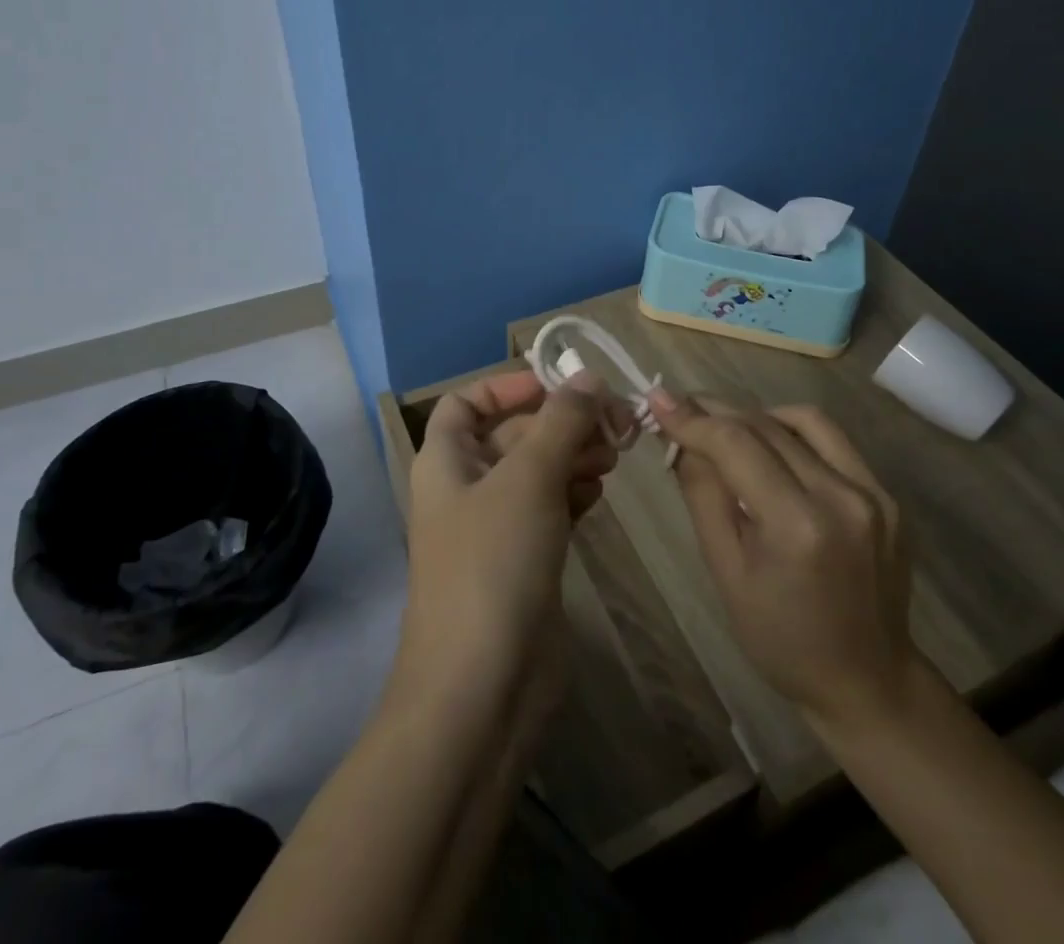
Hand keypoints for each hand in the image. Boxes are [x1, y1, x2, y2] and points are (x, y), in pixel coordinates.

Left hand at [391, 369, 618, 722]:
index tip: (560, 385)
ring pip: (538, 471)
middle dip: (562, 422)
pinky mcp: (524, 560)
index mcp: (446, 460)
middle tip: (616, 422)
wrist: (482, 687)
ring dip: (574, 454)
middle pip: (515, 434)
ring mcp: (495, 527)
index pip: (469, 402)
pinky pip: (551, 507)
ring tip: (615, 456)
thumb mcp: (528, 478)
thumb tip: (588, 377)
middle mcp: (466, 487)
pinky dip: (574, 491)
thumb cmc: (493, 563)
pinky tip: (600, 490)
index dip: (510, 386)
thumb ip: (561, 422)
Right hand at [649, 391, 920, 728]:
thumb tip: (681, 440)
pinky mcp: (886, 493)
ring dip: (755, 415)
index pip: (736, 444)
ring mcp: (873, 492)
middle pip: (765, 426)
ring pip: (802, 420)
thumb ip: (703, 496)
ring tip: (725, 429)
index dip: (692, 418)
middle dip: (715, 411)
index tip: (657, 399)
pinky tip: (771, 449)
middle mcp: (841, 496)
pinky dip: (792, 432)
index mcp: (798, 525)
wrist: (868, 681)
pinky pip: (831, 440)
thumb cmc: (781, 638)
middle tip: (679, 409)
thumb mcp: (726, 572)